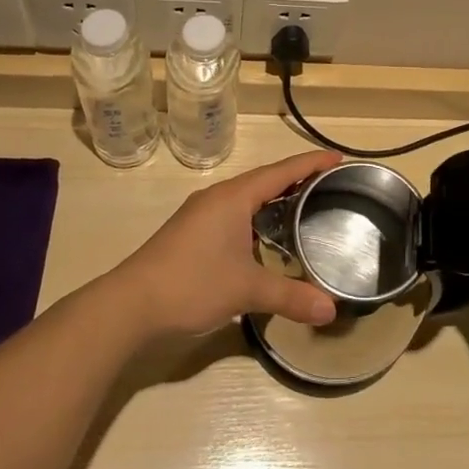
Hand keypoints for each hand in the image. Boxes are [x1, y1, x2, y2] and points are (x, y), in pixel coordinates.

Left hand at [110, 150, 341, 338]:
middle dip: (297, 178)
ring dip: (275, 197)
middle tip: (329, 184)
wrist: (129, 305)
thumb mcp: (246, 290)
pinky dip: (257, 215)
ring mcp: (201, 213)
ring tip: (304, 206)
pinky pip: (235, 212)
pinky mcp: (191, 232)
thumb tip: (331, 310)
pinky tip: (266, 236)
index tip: (338, 158)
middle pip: (265, 179)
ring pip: (248, 196)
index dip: (311, 163)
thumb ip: (290, 297)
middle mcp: (219, 196)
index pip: (282, 171)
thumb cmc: (191, 284)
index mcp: (234, 197)